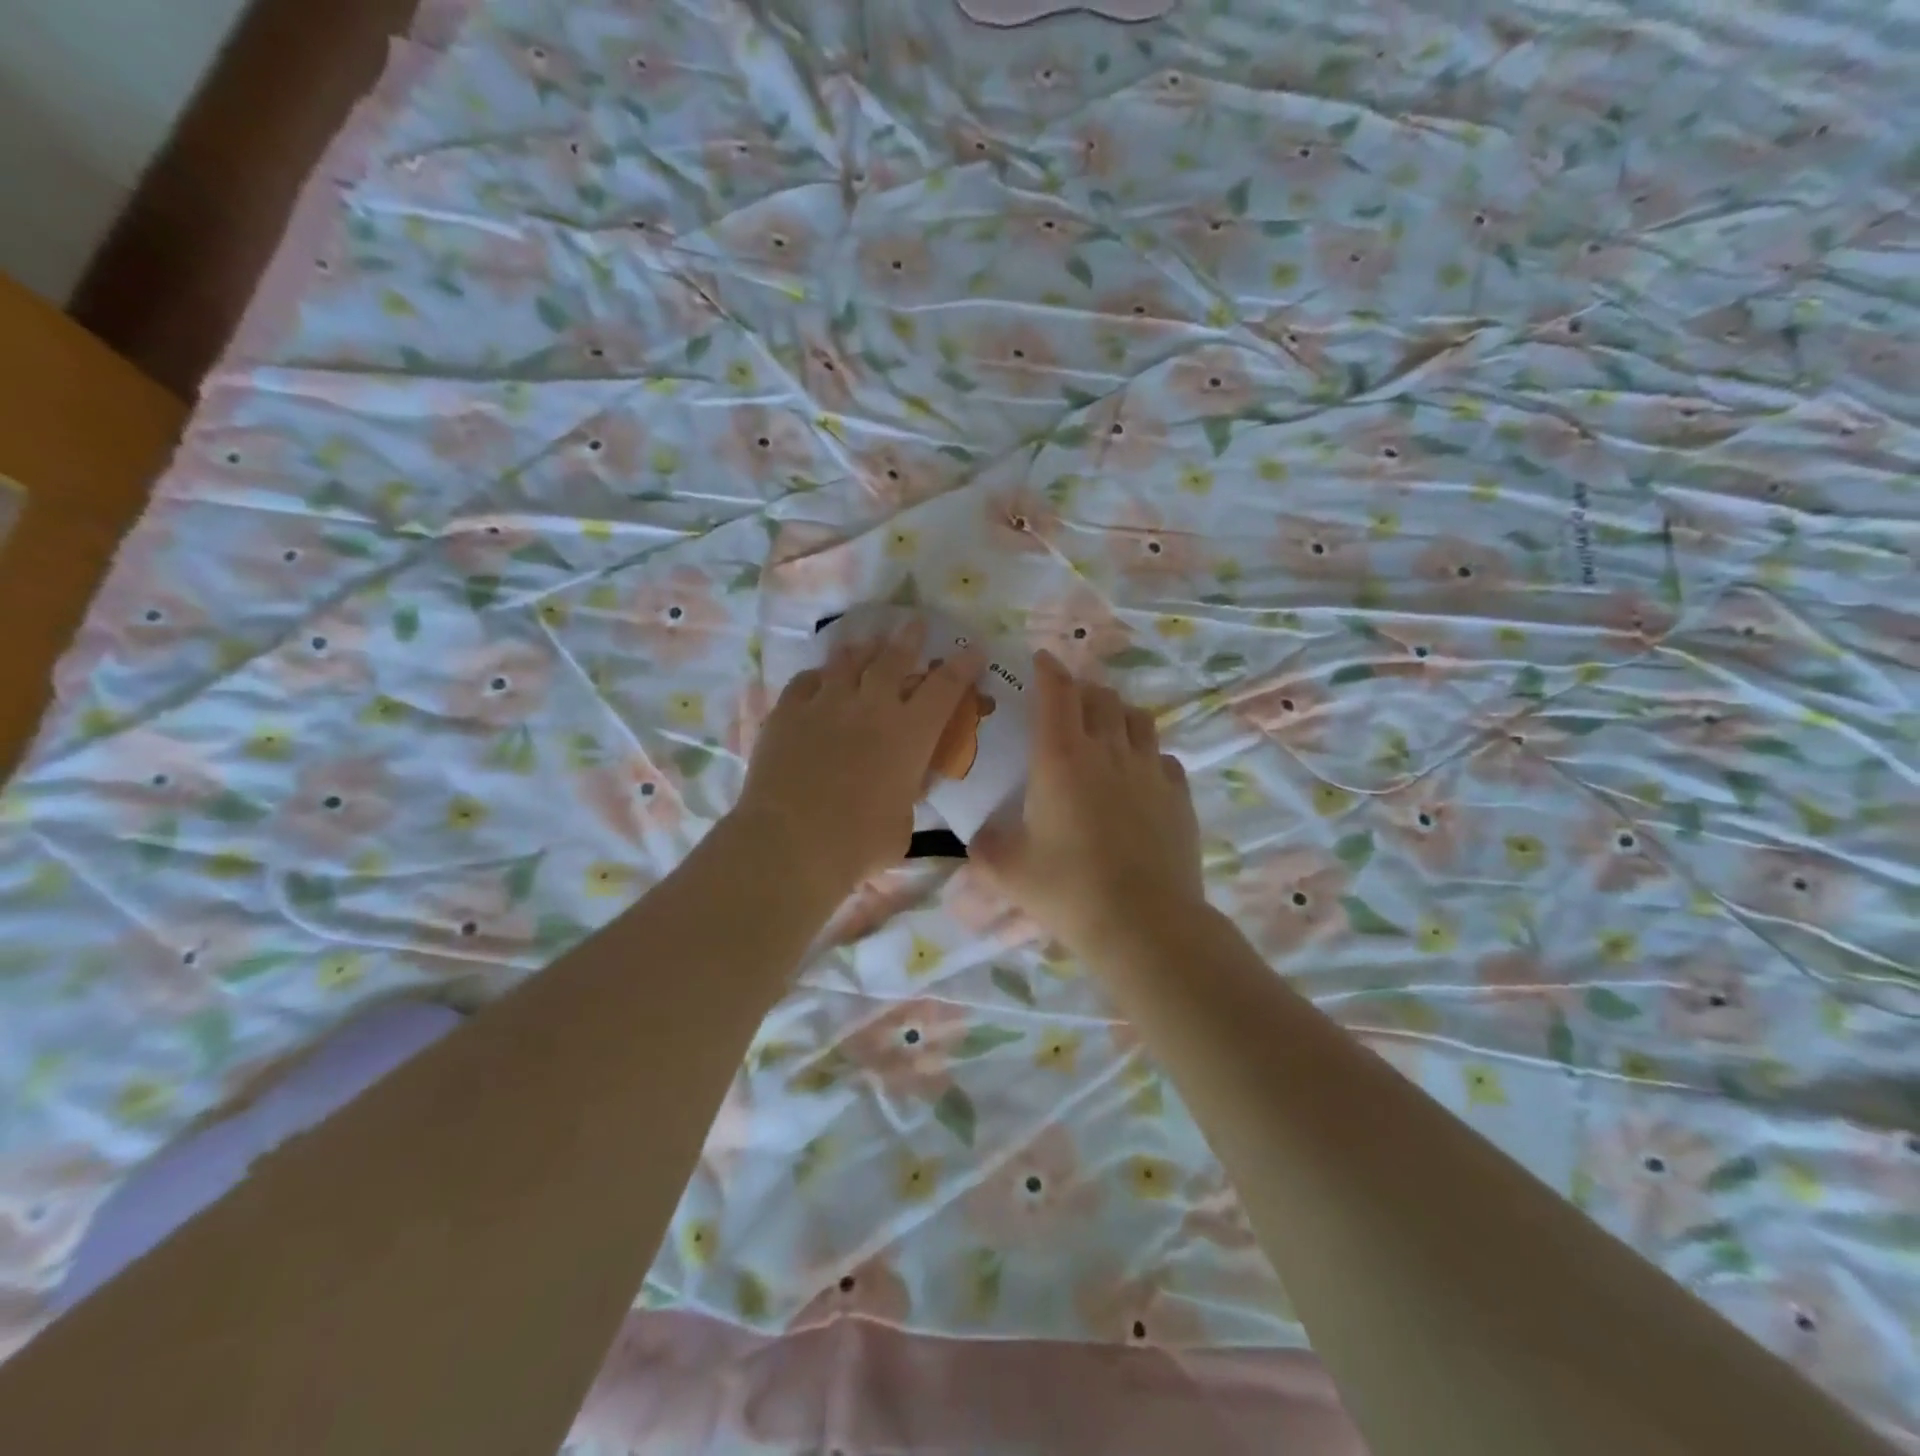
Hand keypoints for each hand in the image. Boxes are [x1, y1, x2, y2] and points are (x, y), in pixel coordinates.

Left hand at [734, 622, 984, 894]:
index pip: (945, 687)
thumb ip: (909, 792)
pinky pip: (805, 681)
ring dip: (862, 649)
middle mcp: (872, 706)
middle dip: (909, 637)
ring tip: (866, 643)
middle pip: (894, 658)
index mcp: (910, 733)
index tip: (973, 649)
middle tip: (914, 623)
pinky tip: (819, 679)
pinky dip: (818, 677)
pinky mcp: (788, 712)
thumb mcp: (903, 821)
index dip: (963, 665)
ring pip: (847, 661)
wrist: (792, 842)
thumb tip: (908, 781)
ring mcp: (826, 704)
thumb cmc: (859, 842)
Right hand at [972, 651, 1204, 955]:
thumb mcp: (1008, 871)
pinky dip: (1146, 755)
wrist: (1144, 923)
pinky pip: (1163, 757)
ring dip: (1118, 714)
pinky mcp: (1178, 795)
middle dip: (1082, 690)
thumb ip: (985, 848)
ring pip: (1137, 719)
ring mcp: (1149, 771)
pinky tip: (1139, 776)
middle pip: (1100, 697)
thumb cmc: (1068, 890)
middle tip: (1068, 702)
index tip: (1041, 659)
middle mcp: (1108, 751)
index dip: (1048, 670)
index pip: (1057, 693)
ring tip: (1106, 729)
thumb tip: (979, 838)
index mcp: (1061, 759)